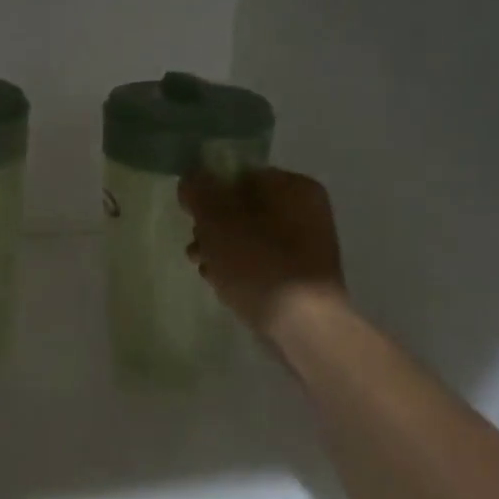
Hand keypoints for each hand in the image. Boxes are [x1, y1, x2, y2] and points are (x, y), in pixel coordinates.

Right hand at [180, 167, 346, 339]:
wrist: (302, 324)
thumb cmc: (258, 262)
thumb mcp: (217, 220)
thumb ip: (200, 191)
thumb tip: (192, 178)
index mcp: (293, 186)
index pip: (240, 175)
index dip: (209, 191)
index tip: (191, 215)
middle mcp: (306, 210)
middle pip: (244, 207)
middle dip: (213, 226)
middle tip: (196, 247)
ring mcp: (307, 246)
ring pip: (250, 237)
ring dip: (221, 249)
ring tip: (204, 269)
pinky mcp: (302, 276)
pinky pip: (262, 262)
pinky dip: (241, 268)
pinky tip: (223, 284)